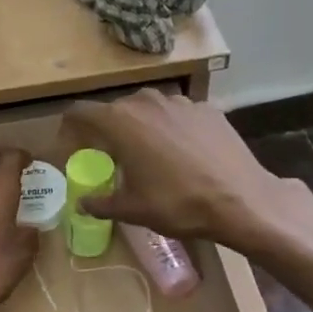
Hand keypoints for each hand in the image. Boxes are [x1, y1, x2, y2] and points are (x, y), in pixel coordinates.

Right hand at [62, 90, 294, 248]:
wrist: (241, 200)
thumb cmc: (178, 204)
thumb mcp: (133, 210)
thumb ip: (101, 203)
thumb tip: (83, 204)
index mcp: (120, 122)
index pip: (81, 112)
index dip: (71, 126)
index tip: (72, 144)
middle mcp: (146, 101)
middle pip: (115, 109)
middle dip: (108, 130)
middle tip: (112, 156)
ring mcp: (180, 101)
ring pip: (149, 108)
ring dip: (141, 126)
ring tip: (150, 153)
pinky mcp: (207, 108)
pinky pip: (178, 113)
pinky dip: (172, 127)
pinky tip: (184, 152)